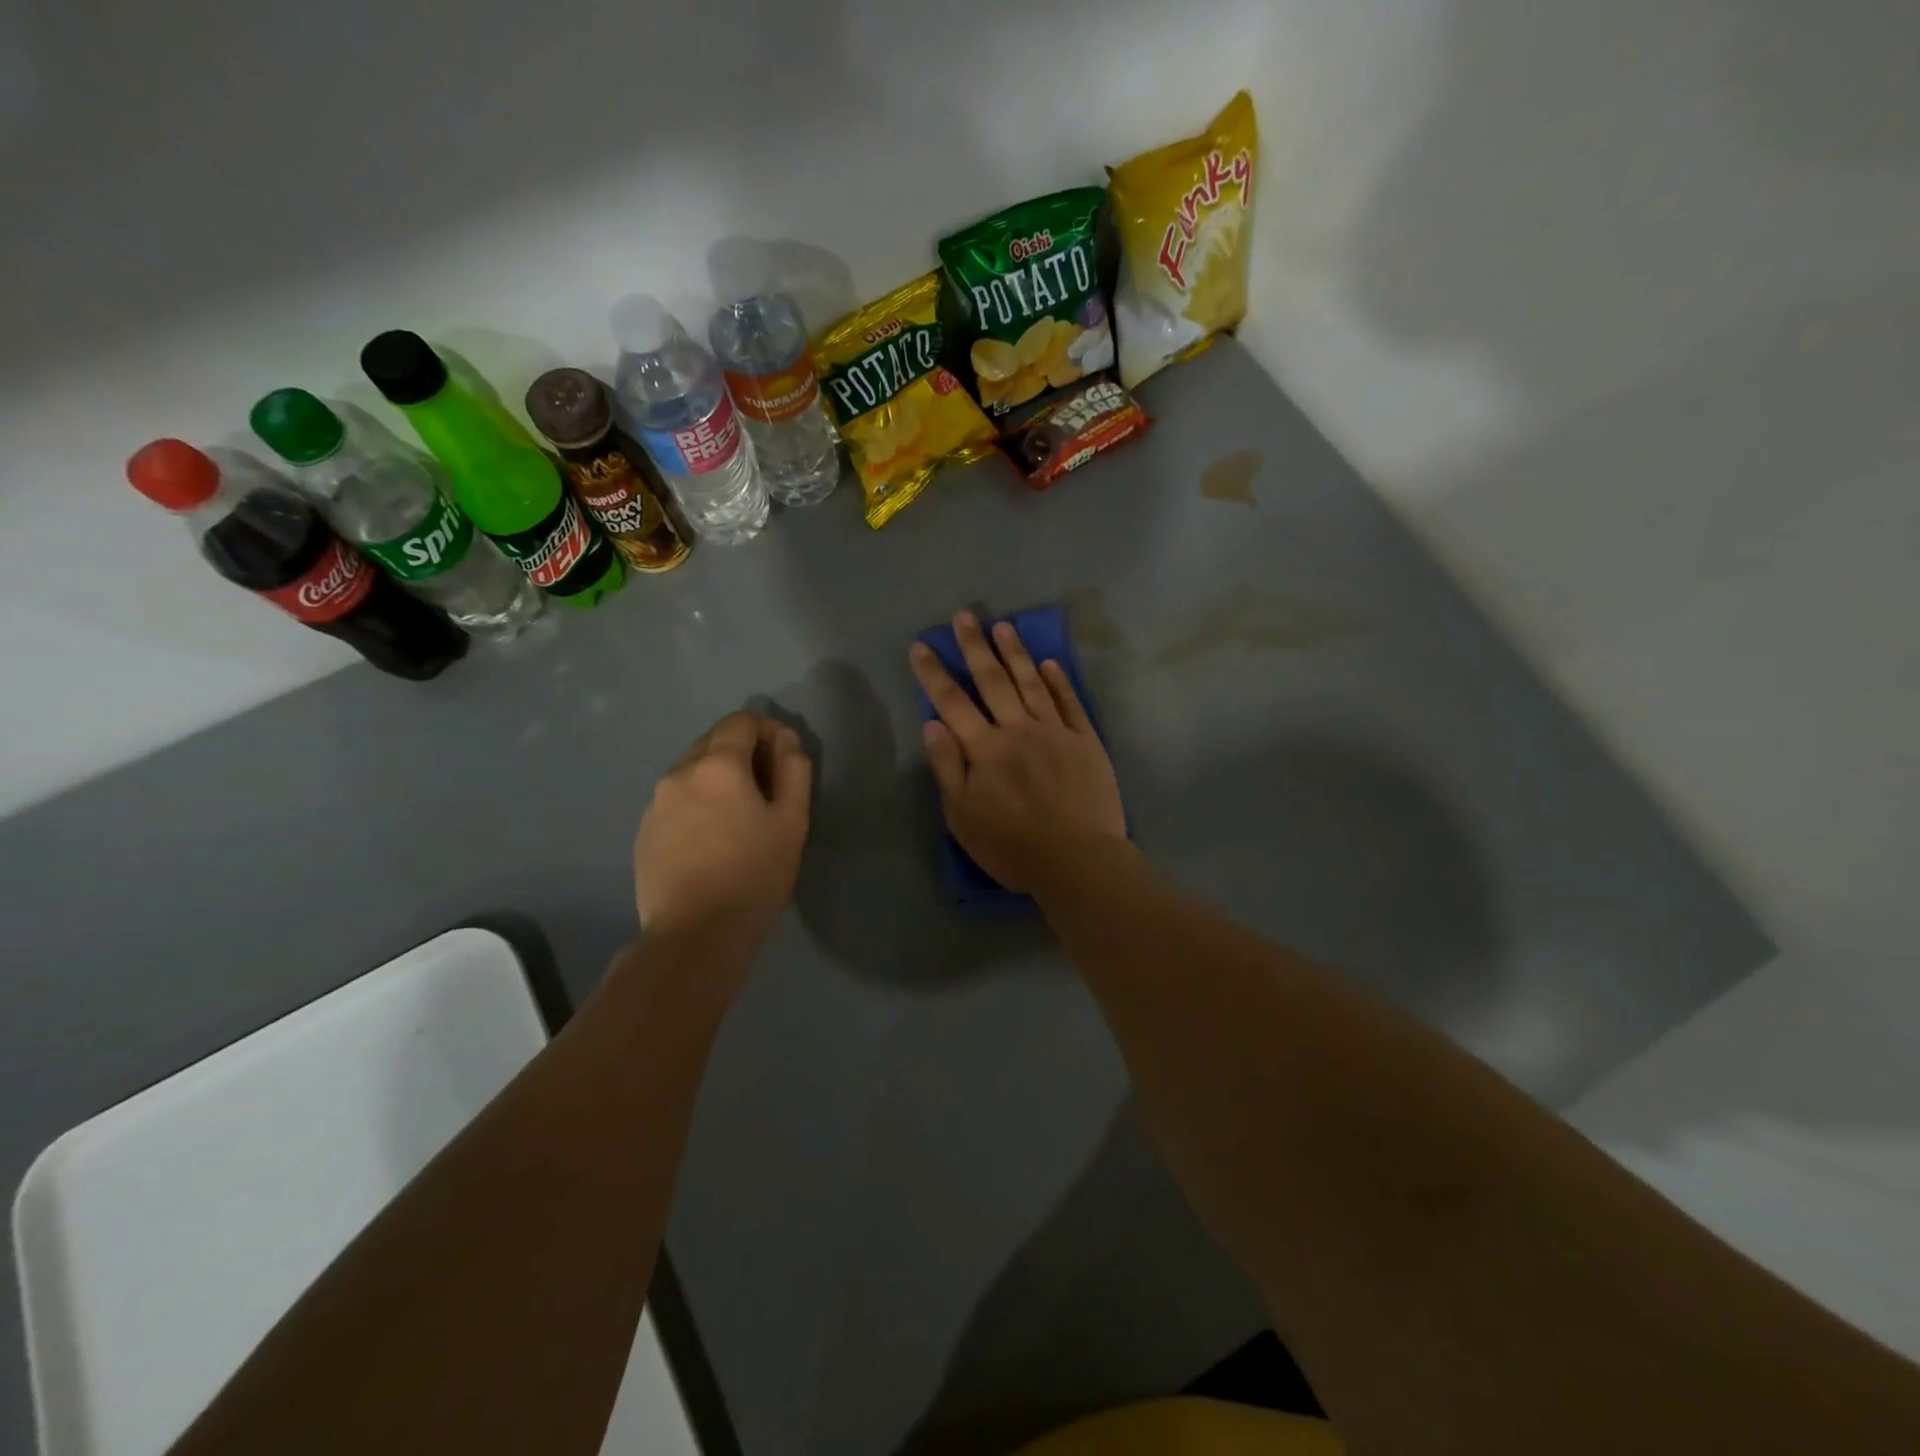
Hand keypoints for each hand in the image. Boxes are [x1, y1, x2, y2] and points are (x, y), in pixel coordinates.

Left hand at [633, 711, 812, 960]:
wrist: (695, 934)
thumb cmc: (754, 874)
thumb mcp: (792, 820)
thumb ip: (793, 769)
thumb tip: (785, 737)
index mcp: (718, 764)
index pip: (741, 722)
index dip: (767, 731)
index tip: (783, 759)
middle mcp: (679, 772)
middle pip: (713, 742)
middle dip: (742, 753)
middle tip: (766, 791)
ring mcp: (655, 803)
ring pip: (692, 772)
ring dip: (717, 779)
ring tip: (738, 818)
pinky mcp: (644, 831)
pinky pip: (676, 800)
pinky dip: (697, 804)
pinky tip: (711, 839)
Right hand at [909, 611, 1126, 894]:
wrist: (1078, 860)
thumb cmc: (1012, 846)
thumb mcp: (963, 816)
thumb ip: (947, 767)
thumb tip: (932, 724)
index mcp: (985, 749)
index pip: (952, 702)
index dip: (934, 673)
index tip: (921, 645)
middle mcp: (1018, 730)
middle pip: (992, 681)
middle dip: (975, 647)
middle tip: (964, 616)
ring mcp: (1055, 732)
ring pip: (1032, 683)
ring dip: (1015, 653)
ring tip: (1003, 626)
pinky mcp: (1086, 741)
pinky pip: (1070, 703)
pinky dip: (1058, 681)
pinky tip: (1049, 663)